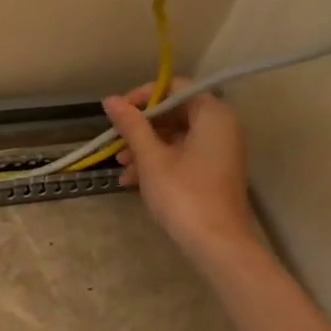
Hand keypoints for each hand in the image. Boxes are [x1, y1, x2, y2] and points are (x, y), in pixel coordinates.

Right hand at [102, 83, 256, 259]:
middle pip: (175, 112)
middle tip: (116, 142)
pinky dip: (158, 162)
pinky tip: (132, 180)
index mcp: (212, 115)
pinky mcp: (213, 171)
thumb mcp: (151, 158)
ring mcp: (219, 151)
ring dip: (145, 146)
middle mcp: (221, 127)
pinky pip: (182, 155)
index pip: (175, 87)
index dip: (144, 96)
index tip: (119, 113)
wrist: (216, 243)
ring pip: (175, 136)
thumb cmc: (183, 194)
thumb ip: (131, 126)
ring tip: (121, 165)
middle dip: (142, 126)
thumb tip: (110, 100)